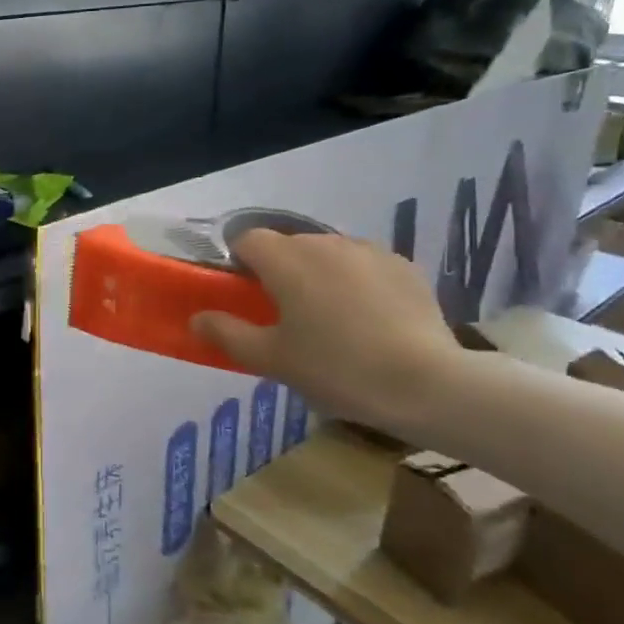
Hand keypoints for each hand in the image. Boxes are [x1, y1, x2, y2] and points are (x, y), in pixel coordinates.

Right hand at [190, 231, 464, 434]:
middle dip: (279, 270)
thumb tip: (196, 318)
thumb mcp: (272, 359)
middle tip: (284, 315)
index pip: (247, 239)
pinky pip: (364, 265)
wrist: (426, 384)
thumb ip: (227, 334)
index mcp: (286, 259)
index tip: (244, 295)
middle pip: (288, 245)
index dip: (238, 262)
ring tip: (330, 318)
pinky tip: (368, 319)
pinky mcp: (403, 265)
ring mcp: (369, 251)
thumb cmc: (336, 369)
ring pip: (327, 253)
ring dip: (318, 274)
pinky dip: (356, 282)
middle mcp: (325, 242)